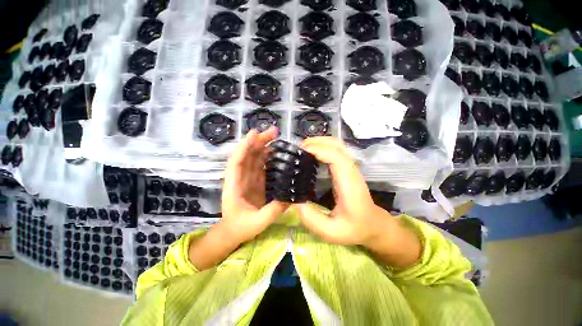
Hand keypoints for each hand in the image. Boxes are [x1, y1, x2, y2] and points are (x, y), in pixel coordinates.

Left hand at [219, 127, 288, 245]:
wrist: (233, 232)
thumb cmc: (240, 228)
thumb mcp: (258, 222)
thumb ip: (273, 211)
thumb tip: (290, 197)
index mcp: (234, 186)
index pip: (237, 161)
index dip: (245, 146)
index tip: (255, 134)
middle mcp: (240, 178)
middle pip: (247, 155)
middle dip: (258, 141)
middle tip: (273, 131)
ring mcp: (248, 178)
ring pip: (254, 158)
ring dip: (263, 146)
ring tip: (275, 137)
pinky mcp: (256, 181)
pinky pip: (260, 165)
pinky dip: (267, 157)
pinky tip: (275, 152)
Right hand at [295, 137, 390, 246]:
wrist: (373, 225)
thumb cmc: (354, 229)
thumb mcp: (331, 232)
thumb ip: (311, 219)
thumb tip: (294, 201)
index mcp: (348, 183)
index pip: (335, 156)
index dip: (317, 149)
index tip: (299, 152)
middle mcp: (351, 171)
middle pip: (336, 145)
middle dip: (315, 142)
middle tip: (296, 149)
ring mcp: (350, 168)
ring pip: (336, 145)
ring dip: (318, 143)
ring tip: (301, 150)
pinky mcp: (347, 169)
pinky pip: (335, 151)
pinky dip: (322, 147)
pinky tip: (311, 154)